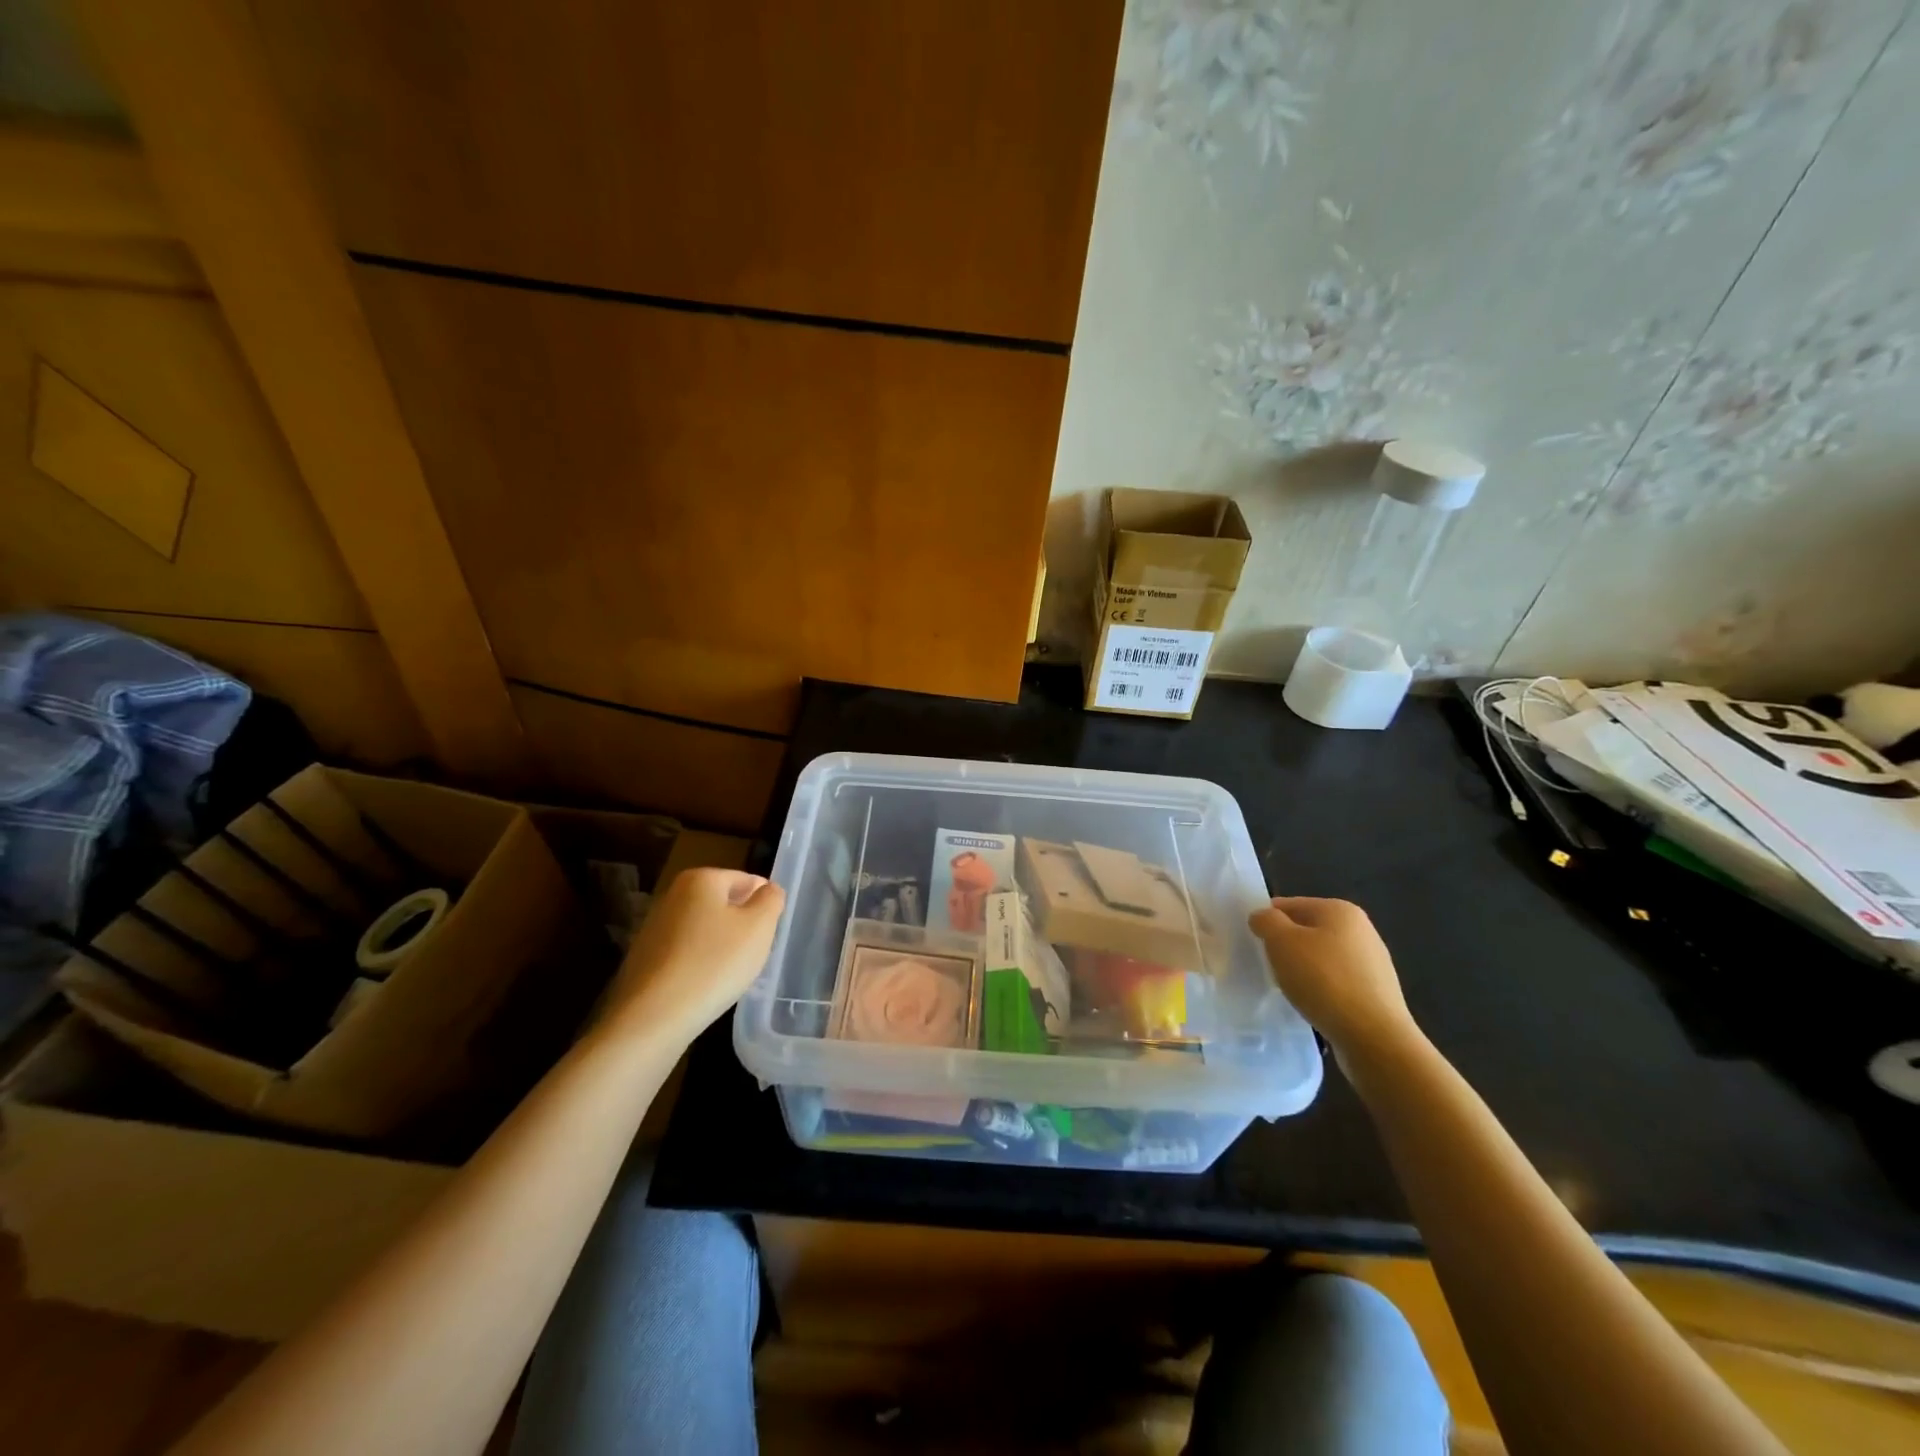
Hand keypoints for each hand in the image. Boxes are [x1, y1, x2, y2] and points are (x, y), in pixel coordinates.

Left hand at [602, 868, 784, 1039]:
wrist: (653, 1017)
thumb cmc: (715, 963)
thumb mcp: (759, 927)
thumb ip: (771, 900)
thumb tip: (768, 890)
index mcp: (701, 879)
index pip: (747, 880)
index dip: (764, 904)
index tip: (770, 932)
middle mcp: (674, 894)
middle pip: (724, 903)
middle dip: (742, 924)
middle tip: (754, 953)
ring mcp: (655, 926)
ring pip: (705, 928)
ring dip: (722, 945)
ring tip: (731, 972)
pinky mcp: (645, 957)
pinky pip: (686, 951)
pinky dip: (700, 962)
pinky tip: (706, 985)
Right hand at [1249, 896, 1419, 1059]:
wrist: (1374, 1038)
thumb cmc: (1323, 980)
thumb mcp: (1281, 942)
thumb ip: (1266, 921)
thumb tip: (1263, 917)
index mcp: (1339, 910)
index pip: (1289, 905)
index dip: (1267, 921)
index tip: (1253, 943)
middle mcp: (1361, 930)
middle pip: (1307, 930)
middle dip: (1286, 946)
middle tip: (1268, 966)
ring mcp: (1373, 962)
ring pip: (1322, 957)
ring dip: (1303, 969)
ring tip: (1290, 989)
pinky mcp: (1377, 993)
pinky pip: (1337, 982)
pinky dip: (1321, 989)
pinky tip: (1313, 1005)